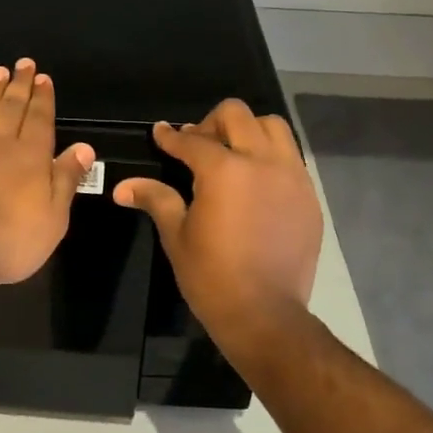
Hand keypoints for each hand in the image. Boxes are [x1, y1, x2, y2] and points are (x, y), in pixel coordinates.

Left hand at [0, 59, 95, 291]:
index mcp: (31, 156)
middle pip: (12, 106)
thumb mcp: (53, 218)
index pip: (40, 119)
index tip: (43, 77)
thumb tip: (85, 147)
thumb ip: (67, 179)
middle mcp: (0, 142)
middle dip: (20, 84)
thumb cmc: (9, 239)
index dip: (43, 97)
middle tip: (23, 64)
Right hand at [113, 100, 322, 340]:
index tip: (161, 133)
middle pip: (237, 116)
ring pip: (273, 128)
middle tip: (197, 145)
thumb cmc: (212, 277)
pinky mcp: (310, 196)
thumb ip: (155, 199)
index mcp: (225, 171)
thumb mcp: (177, 236)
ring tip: (232, 155)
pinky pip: (291, 158)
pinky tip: (256, 181)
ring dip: (248, 131)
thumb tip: (122, 187)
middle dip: (211, 123)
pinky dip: (271, 156)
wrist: (266, 316)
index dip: (171, 136)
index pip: (192, 141)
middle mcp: (263, 162)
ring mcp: (292, 177)